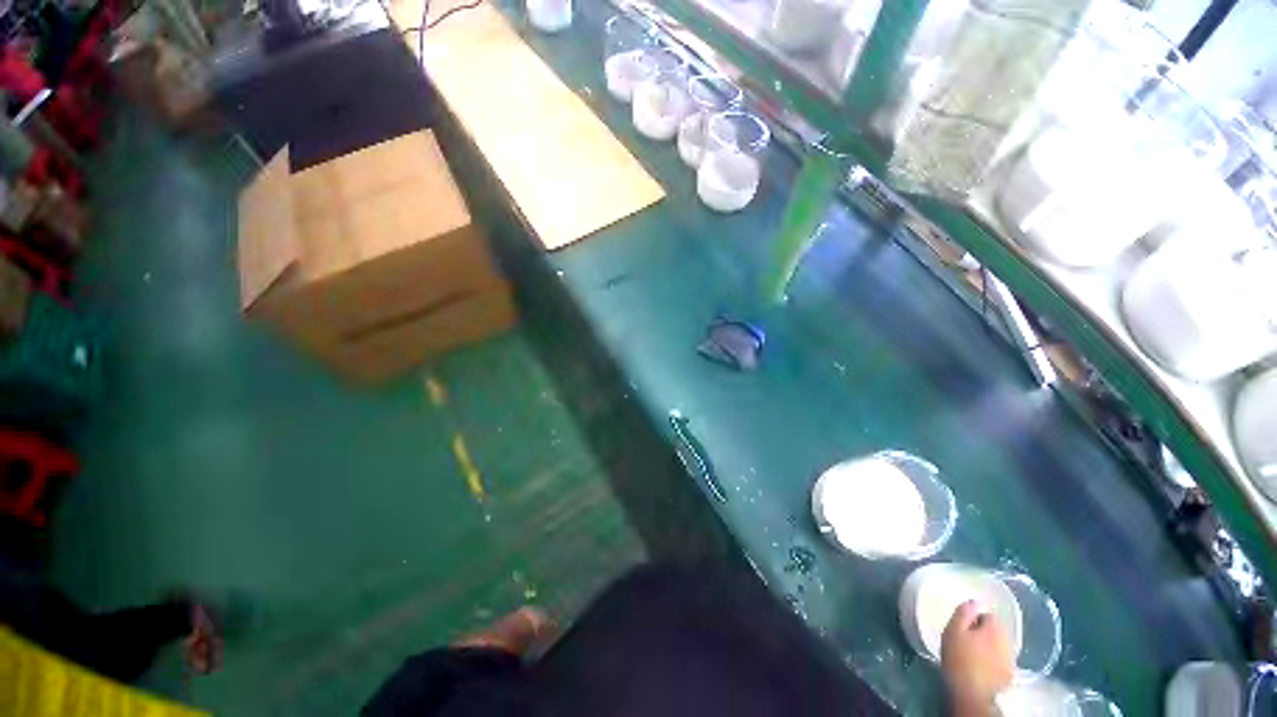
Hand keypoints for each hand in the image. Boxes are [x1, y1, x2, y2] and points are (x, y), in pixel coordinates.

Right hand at [940, 600, 1013, 715]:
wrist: (972, 692)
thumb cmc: (959, 657)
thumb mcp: (953, 630)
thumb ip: (964, 613)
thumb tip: (974, 600)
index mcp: (994, 628)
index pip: (988, 615)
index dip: (975, 618)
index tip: (963, 627)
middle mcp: (1008, 641)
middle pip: (996, 631)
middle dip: (984, 632)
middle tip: (967, 639)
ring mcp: (1011, 659)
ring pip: (1000, 646)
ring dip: (990, 646)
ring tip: (974, 654)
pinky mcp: (1010, 675)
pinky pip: (1002, 660)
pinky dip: (994, 660)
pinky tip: (983, 667)